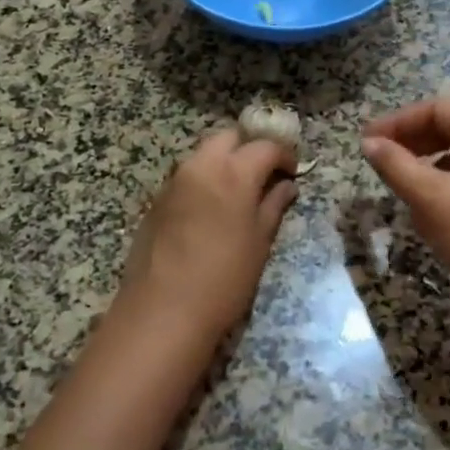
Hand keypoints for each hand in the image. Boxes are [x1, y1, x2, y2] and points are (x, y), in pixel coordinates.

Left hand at [117, 128, 298, 343]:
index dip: (284, 156)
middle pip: (229, 138)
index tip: (292, 173)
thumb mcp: (259, 243)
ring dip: (224, 163)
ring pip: (204, 154)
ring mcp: (174, 180)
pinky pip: (186, 176)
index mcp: (233, 172)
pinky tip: (209, 211)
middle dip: (248, 149)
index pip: (265, 146)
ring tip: (237, 194)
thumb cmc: (224, 279)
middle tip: (263, 176)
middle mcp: (201, 165)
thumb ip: (273, 206)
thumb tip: (286, 186)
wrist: (162, 311)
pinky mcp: (157, 199)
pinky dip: (203, 180)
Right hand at [362, 98, 449, 344]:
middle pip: (449, 128)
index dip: (398, 121)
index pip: (437, 109)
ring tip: (397, 183)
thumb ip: (396, 165)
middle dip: (410, 141)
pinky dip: (443, 187)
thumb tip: (369, 143)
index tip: (366, 142)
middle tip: (376, 159)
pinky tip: (427, 211)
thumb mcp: (432, 200)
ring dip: (424, 165)